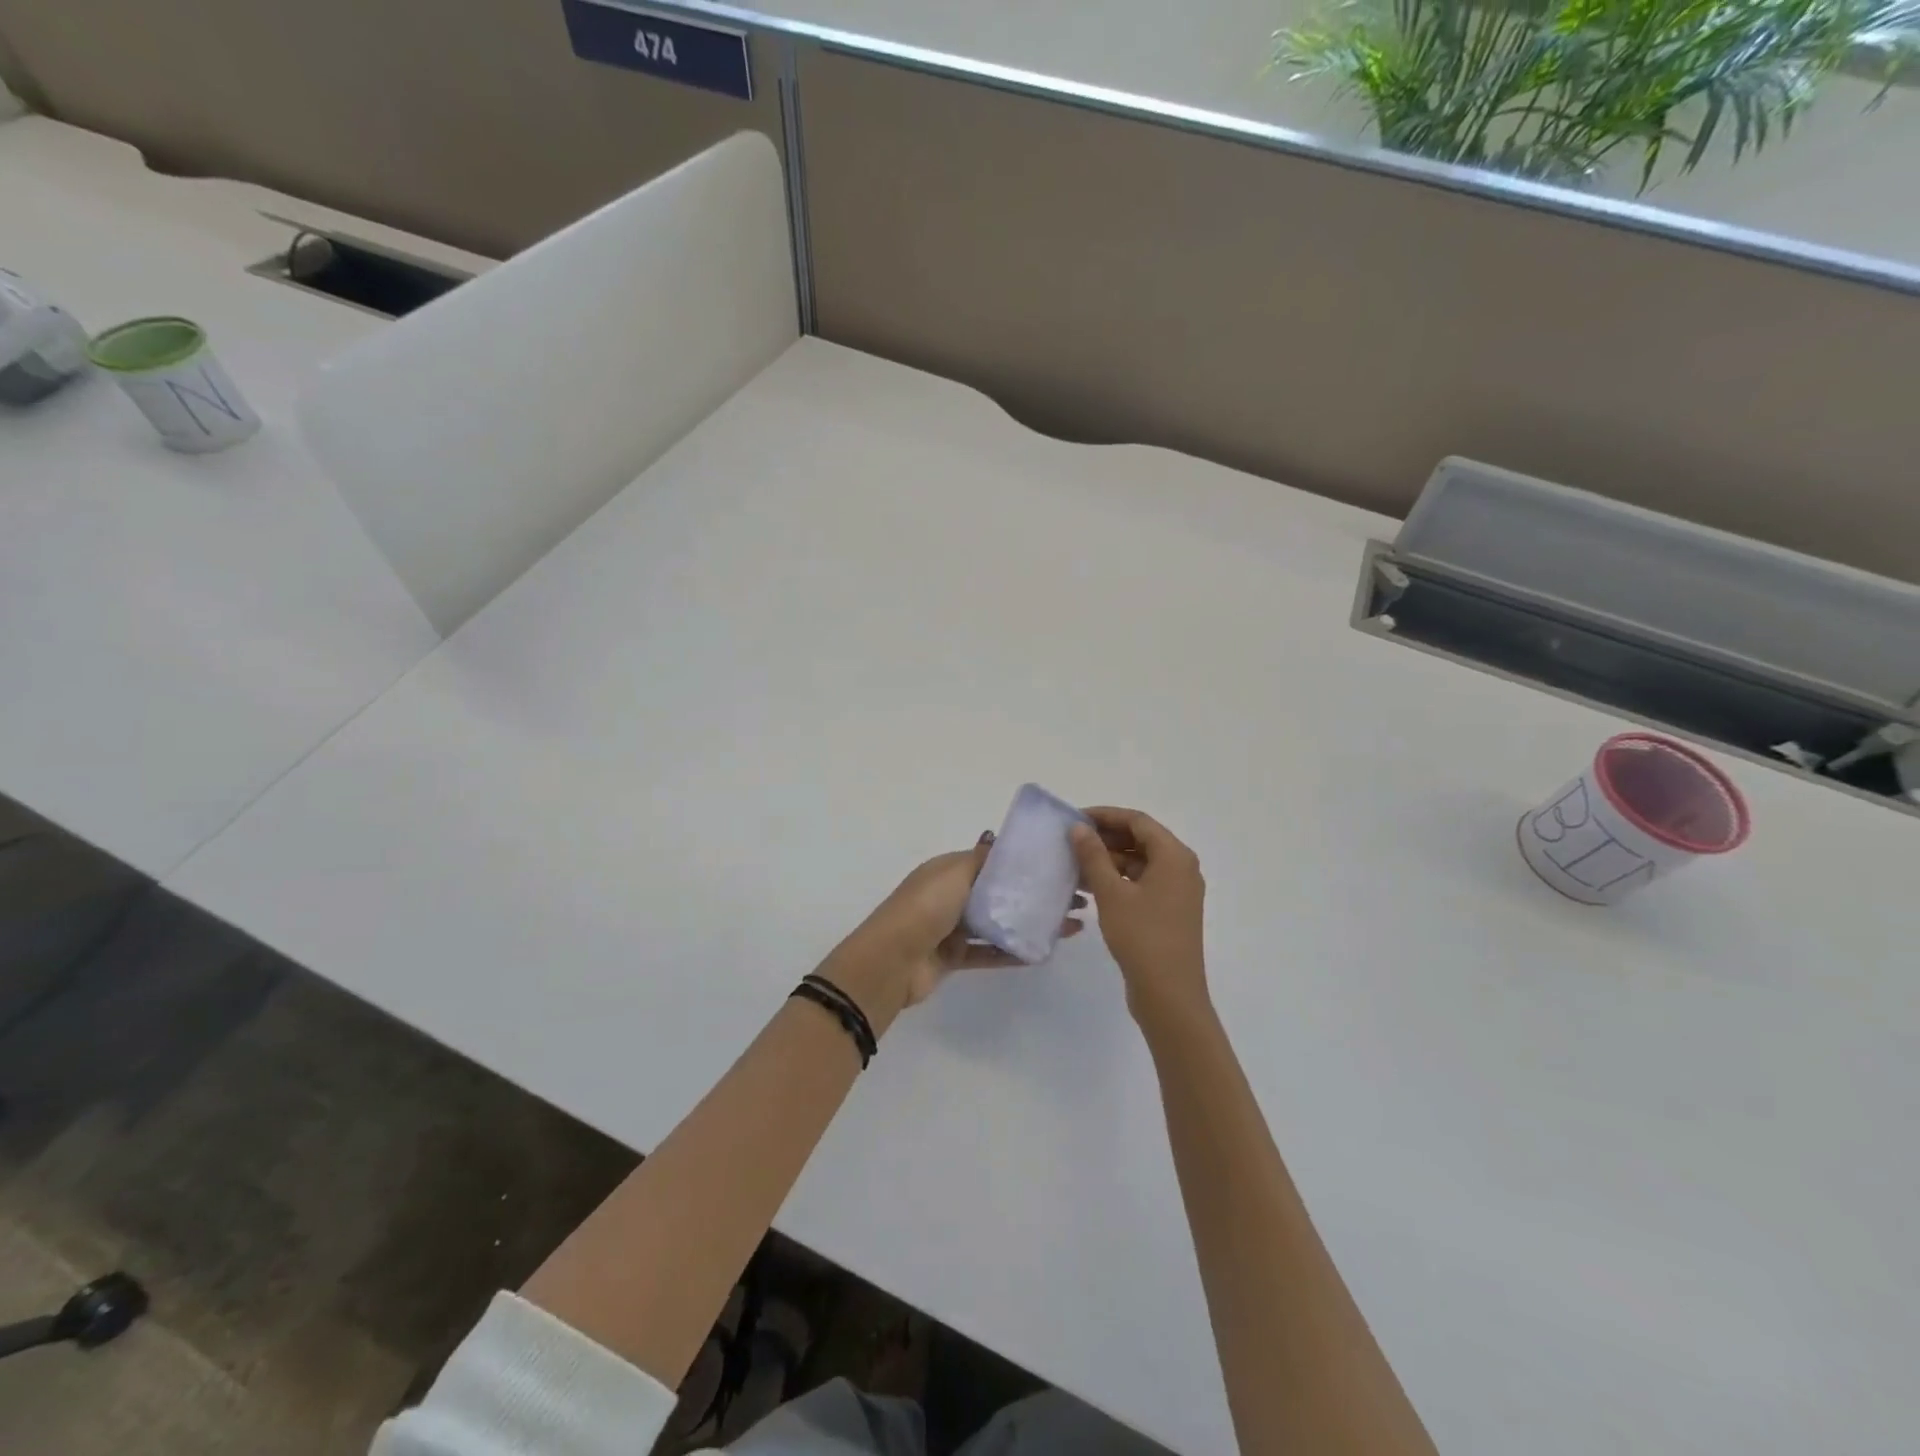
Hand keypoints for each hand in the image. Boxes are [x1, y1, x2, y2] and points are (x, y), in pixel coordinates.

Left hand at [827, 833, 1085, 1021]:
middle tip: (1074, 898)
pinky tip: (1044, 951)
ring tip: (1070, 926)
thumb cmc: (924, 908)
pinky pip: (991, 953)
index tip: (1058, 865)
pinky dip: (1015, 952)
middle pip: (1000, 893)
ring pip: (1000, 923)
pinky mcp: (955, 958)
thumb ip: (980, 860)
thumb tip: (998, 840)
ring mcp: (953, 928)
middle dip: (1035, 894)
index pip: (992, 861)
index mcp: (949, 870)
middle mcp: (951, 896)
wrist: (891, 962)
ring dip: (1031, 923)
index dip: (1023, 863)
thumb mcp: (954, 873)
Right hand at [1070, 807, 1208, 1027]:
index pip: (1137, 821)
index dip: (1106, 815)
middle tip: (1072, 841)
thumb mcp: (1111, 893)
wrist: (1169, 995)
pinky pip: (1142, 882)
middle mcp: (1181, 868)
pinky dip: (1118, 880)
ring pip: (1140, 862)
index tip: (1075, 819)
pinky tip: (1090, 887)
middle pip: (1141, 839)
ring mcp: (1177, 891)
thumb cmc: (1142, 937)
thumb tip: (1079, 828)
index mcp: (1174, 856)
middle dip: (1106, 837)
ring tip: (1075, 864)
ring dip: (1110, 860)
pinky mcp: (1170, 911)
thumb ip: (1094, 856)